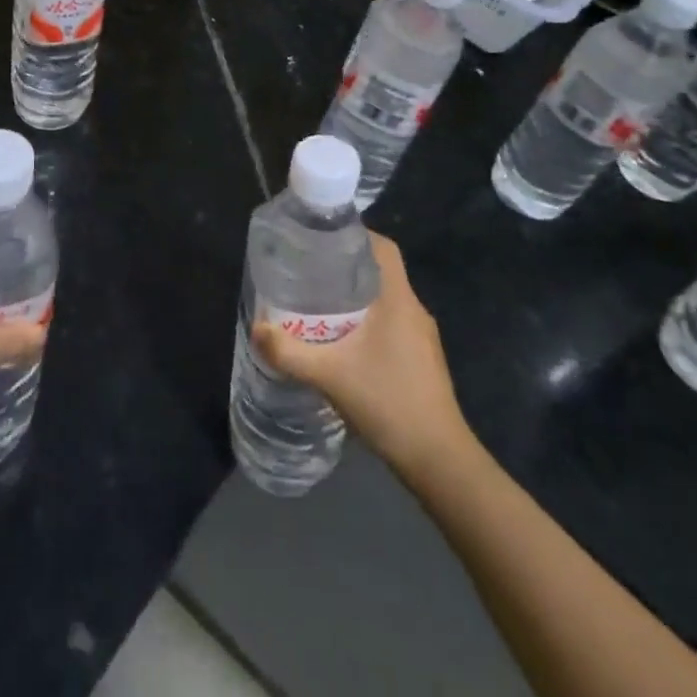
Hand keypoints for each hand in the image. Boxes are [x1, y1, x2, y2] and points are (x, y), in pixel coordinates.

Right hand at [253, 232, 472, 472]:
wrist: (439, 462)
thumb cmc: (389, 403)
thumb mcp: (330, 375)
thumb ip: (290, 352)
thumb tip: (257, 328)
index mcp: (399, 300)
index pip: (383, 248)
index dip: (356, 235)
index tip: (323, 237)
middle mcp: (414, 310)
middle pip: (380, 272)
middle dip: (345, 267)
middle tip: (310, 271)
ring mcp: (422, 338)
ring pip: (385, 300)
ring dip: (355, 297)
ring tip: (319, 304)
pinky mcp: (421, 361)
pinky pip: (391, 324)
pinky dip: (367, 322)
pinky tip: (343, 342)